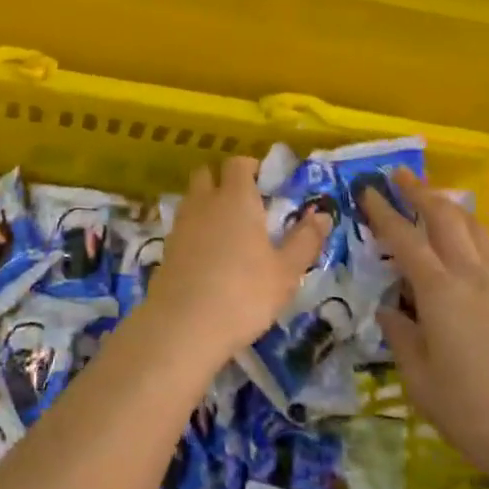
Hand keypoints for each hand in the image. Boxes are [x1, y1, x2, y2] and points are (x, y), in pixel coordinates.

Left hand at [145, 157, 331, 367]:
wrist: (183, 325)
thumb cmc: (244, 293)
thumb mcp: (286, 271)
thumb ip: (305, 239)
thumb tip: (322, 213)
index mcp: (236, 198)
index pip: (238, 164)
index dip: (251, 168)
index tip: (266, 184)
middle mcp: (205, 202)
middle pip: (207, 173)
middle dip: (224, 180)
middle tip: (246, 204)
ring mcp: (181, 223)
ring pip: (193, 198)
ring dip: (208, 204)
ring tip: (229, 232)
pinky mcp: (166, 247)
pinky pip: (184, 225)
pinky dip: (196, 229)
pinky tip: (209, 255)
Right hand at [365, 171, 488, 488]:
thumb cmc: (476, 413)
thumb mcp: (422, 382)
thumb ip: (401, 339)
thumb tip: (388, 311)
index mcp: (440, 292)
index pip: (405, 239)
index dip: (384, 212)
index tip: (367, 191)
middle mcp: (473, 277)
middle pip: (446, 218)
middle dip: (421, 192)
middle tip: (400, 176)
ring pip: (477, 228)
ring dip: (452, 207)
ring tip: (436, 199)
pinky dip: (476, 234)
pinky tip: (470, 246)